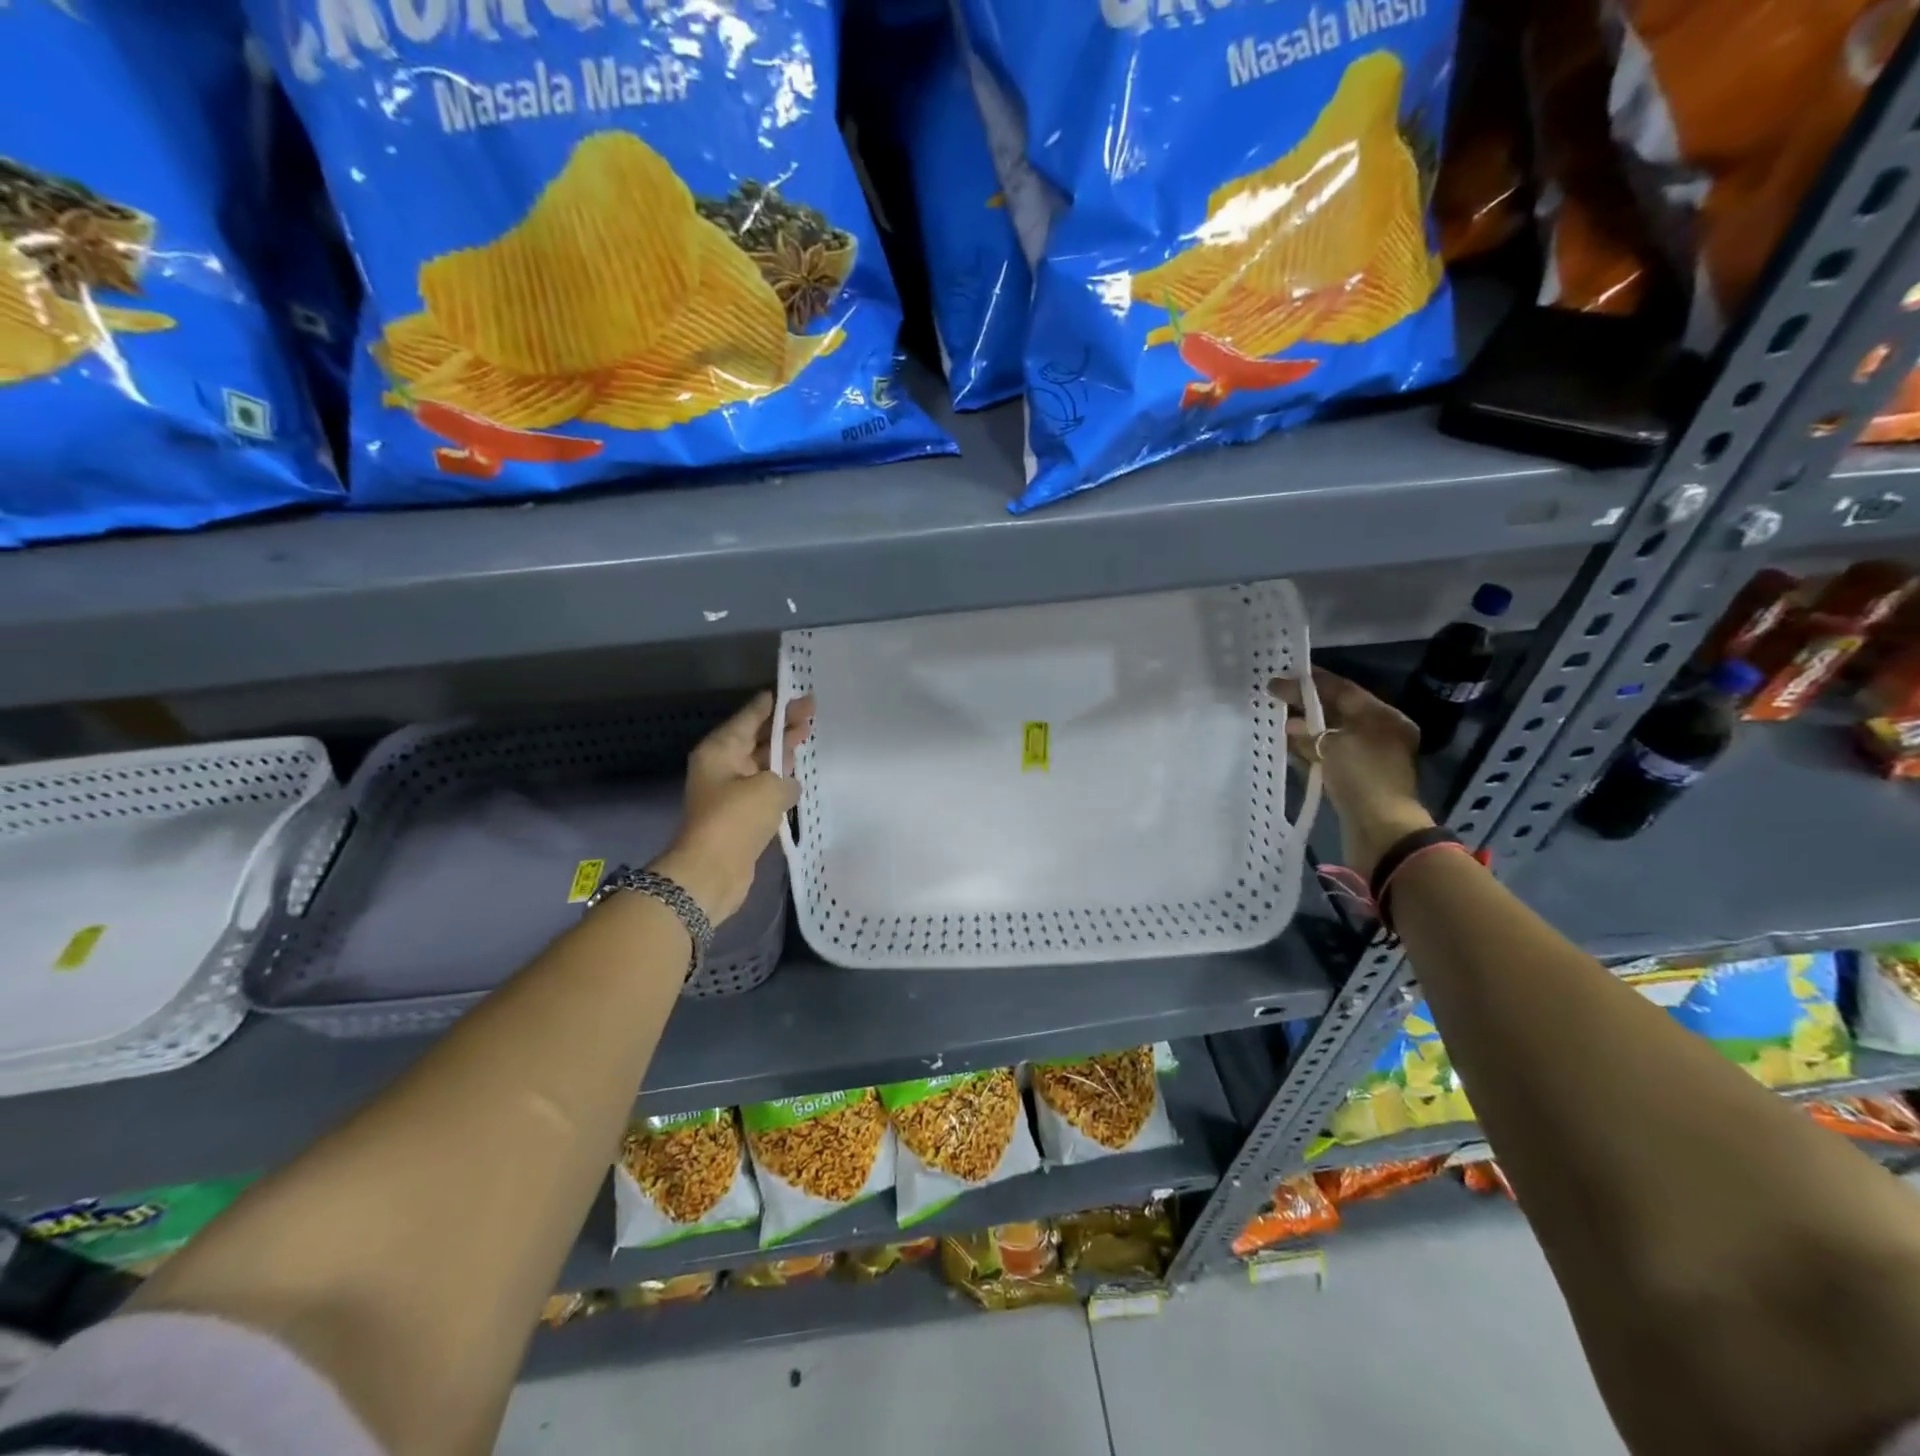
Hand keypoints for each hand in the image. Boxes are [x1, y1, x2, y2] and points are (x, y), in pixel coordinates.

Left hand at [651, 691, 813, 923]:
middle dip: (783, 725)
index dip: (773, 704)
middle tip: (812, 710)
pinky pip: (763, 789)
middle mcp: (722, 766)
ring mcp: (730, 792)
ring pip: (761, 763)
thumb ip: (785, 777)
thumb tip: (788, 784)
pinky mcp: (739, 816)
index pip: (749, 716)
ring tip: (807, 736)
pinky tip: (799, 778)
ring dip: (782, 753)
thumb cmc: (736, 819)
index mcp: (720, 750)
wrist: (711, 872)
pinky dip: (780, 782)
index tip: (794, 692)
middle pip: (757, 738)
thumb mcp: (769, 788)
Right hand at [1270, 667, 1432, 878]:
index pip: (1344, 690)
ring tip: (1275, 720)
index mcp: (1384, 717)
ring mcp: (1368, 757)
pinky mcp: (1355, 779)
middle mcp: (1379, 733)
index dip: (1312, 682)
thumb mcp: (1333, 744)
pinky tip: (1286, 745)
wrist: (1380, 829)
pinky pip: (1328, 755)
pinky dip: (1308, 749)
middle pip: (1337, 711)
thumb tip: (1291, 725)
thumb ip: (1310, 730)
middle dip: (1305, 704)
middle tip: (1274, 695)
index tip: (1283, 675)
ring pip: (1330, 734)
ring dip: (1304, 727)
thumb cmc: (1362, 776)